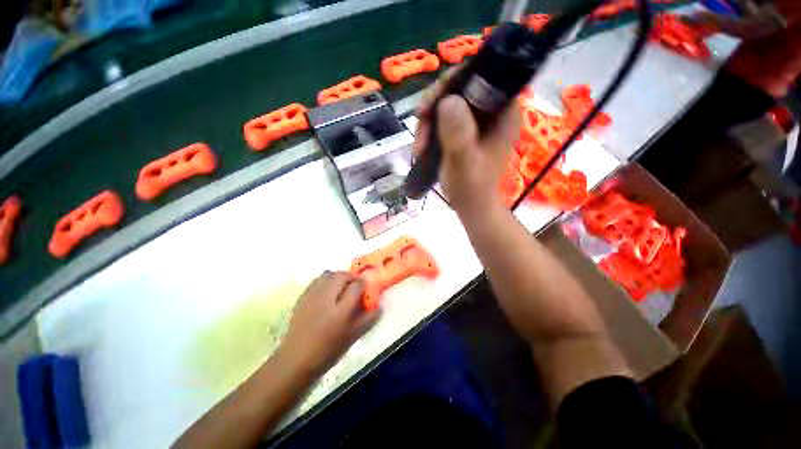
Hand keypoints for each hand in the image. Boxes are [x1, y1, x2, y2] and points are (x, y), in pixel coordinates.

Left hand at [278, 271, 379, 375]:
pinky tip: (327, 290)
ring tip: (341, 286)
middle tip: (354, 284)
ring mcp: (312, 296)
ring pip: (328, 274)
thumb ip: (368, 319)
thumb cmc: (328, 350)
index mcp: (340, 311)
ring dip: (338, 276)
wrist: (297, 358)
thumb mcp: (353, 337)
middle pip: (341, 276)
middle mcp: (326, 299)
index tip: (365, 287)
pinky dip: (326, 280)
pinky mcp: (302, 296)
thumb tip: (379, 306)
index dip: (363, 284)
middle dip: (351, 277)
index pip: (356, 286)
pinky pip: (317, 280)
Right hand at [412, 68, 519, 216]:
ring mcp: (478, 121)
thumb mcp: (463, 163)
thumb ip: (459, 134)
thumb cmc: (471, 188)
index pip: (480, 76)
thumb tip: (448, 99)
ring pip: (447, 103)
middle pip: (459, 88)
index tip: (430, 104)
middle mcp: (493, 110)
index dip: (452, 82)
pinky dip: (430, 130)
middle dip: (434, 107)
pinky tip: (422, 148)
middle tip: (420, 127)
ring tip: (419, 148)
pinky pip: (444, 119)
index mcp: (504, 112)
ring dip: (428, 123)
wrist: (470, 206)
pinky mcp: (465, 130)